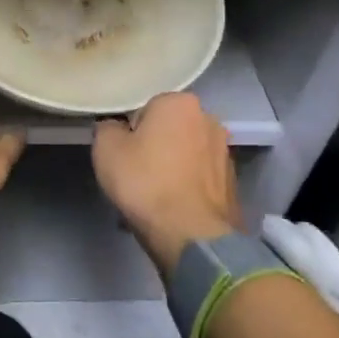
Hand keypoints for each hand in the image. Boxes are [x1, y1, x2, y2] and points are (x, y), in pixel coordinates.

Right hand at [92, 92, 238, 274]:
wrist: (191, 235)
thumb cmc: (145, 182)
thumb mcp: (106, 148)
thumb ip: (107, 127)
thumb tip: (115, 128)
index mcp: (180, 102)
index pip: (145, 110)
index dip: (129, 133)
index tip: (122, 155)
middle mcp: (209, 119)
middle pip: (168, 130)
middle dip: (153, 148)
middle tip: (135, 175)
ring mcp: (225, 152)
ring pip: (184, 155)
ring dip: (170, 168)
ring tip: (153, 198)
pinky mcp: (232, 183)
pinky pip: (198, 178)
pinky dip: (185, 188)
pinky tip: (171, 209)